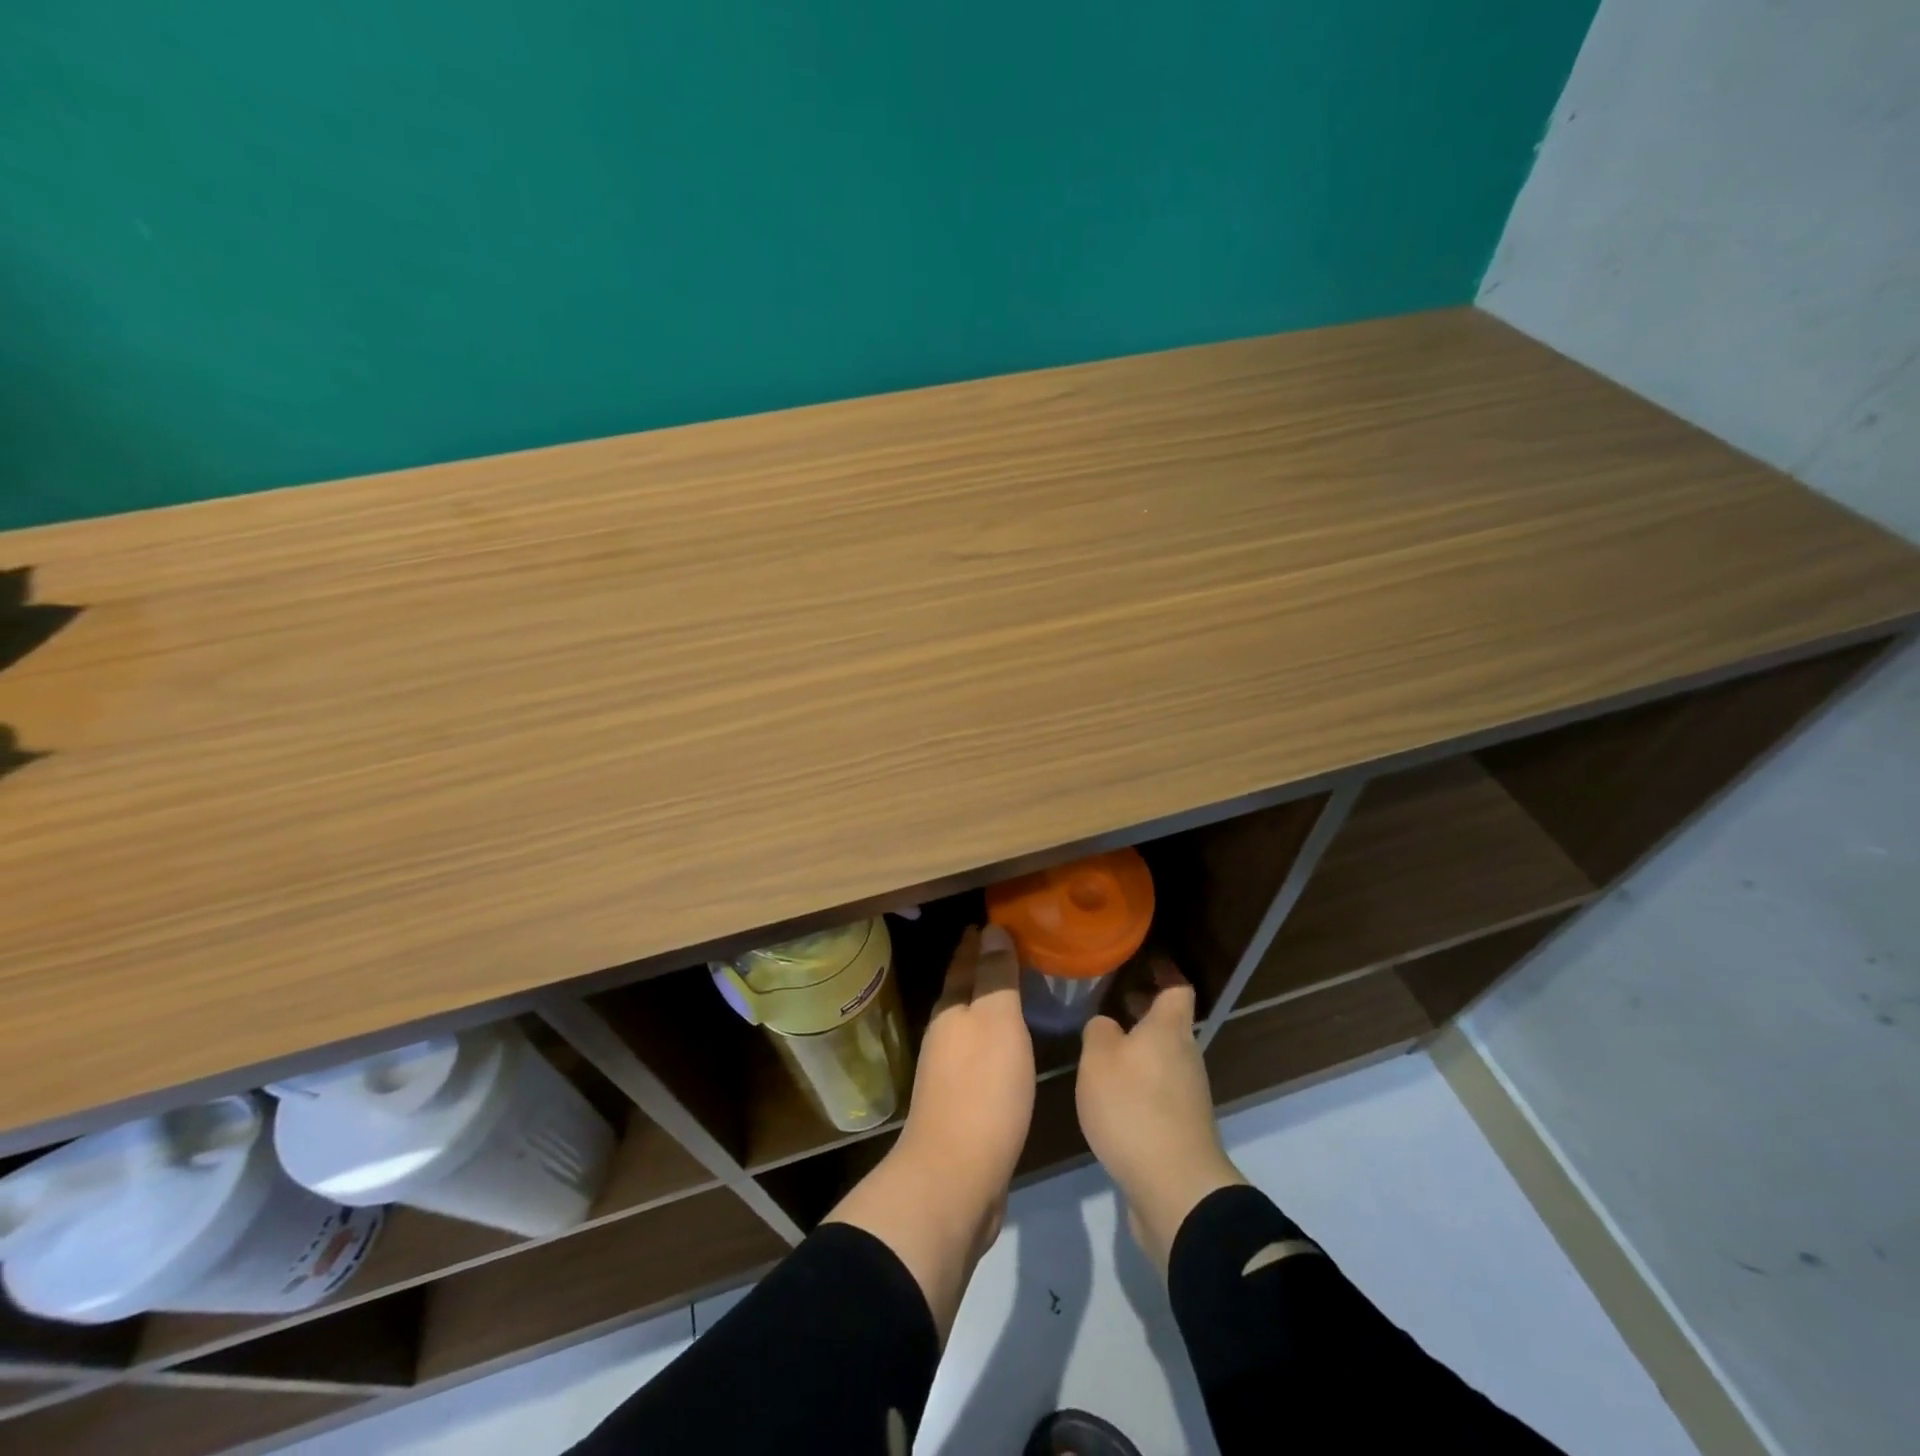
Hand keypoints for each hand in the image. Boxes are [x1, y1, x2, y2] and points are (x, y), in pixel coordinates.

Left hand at [825, 923, 1033, 1338]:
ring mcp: (948, 1072)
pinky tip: (1009, 1047)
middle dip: (979, 969)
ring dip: (986, 1004)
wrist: (955, 1177)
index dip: (977, 942)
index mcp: (951, 1011)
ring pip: (969, 1023)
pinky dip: (993, 1039)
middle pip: (962, 991)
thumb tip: (991, 929)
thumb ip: (995, 977)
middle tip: (1008, 948)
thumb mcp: (996, 1023)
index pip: (963, 963)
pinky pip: (979, 1055)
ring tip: (1013, 991)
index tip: (994, 920)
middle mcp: (944, 1035)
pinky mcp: (961, 1104)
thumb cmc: (982, 1090)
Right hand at [1076, 958, 1244, 1271]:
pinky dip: (1140, 1081)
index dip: (1164, 970)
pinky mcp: (1181, 1127)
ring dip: (1140, 1047)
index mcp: (1169, 1029)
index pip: (1176, 987)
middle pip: (1169, 1023)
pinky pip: (1159, 1089)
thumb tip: (1107, 1025)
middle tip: (1112, 999)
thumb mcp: (1099, 1058)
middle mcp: (1185, 1056)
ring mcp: (1187, 1094)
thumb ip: (1099, 1031)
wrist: (1174, 1187)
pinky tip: (1112, 1093)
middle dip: (1144, 1010)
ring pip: (1163, 1056)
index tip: (1145, 958)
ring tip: (1103, 1046)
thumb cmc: (1134, 1107)